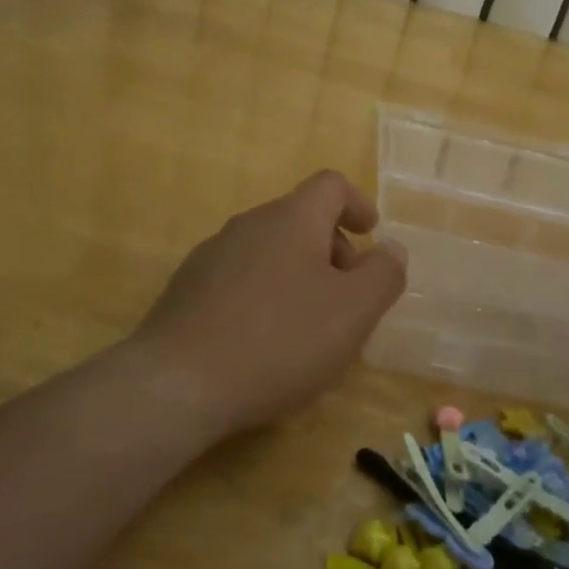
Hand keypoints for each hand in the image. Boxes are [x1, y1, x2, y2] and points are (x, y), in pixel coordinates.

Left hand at [134, 170, 407, 434]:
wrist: (178, 382)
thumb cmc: (280, 340)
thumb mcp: (353, 311)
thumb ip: (383, 274)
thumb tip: (390, 249)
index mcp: (291, 219)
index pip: (330, 185)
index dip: (357, 204)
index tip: (370, 235)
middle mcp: (249, 224)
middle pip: (300, 219)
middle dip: (332, 250)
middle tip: (347, 298)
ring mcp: (211, 255)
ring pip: (269, 250)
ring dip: (298, 274)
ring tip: (308, 326)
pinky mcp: (186, 289)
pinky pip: (240, 278)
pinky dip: (264, 295)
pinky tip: (263, 341)